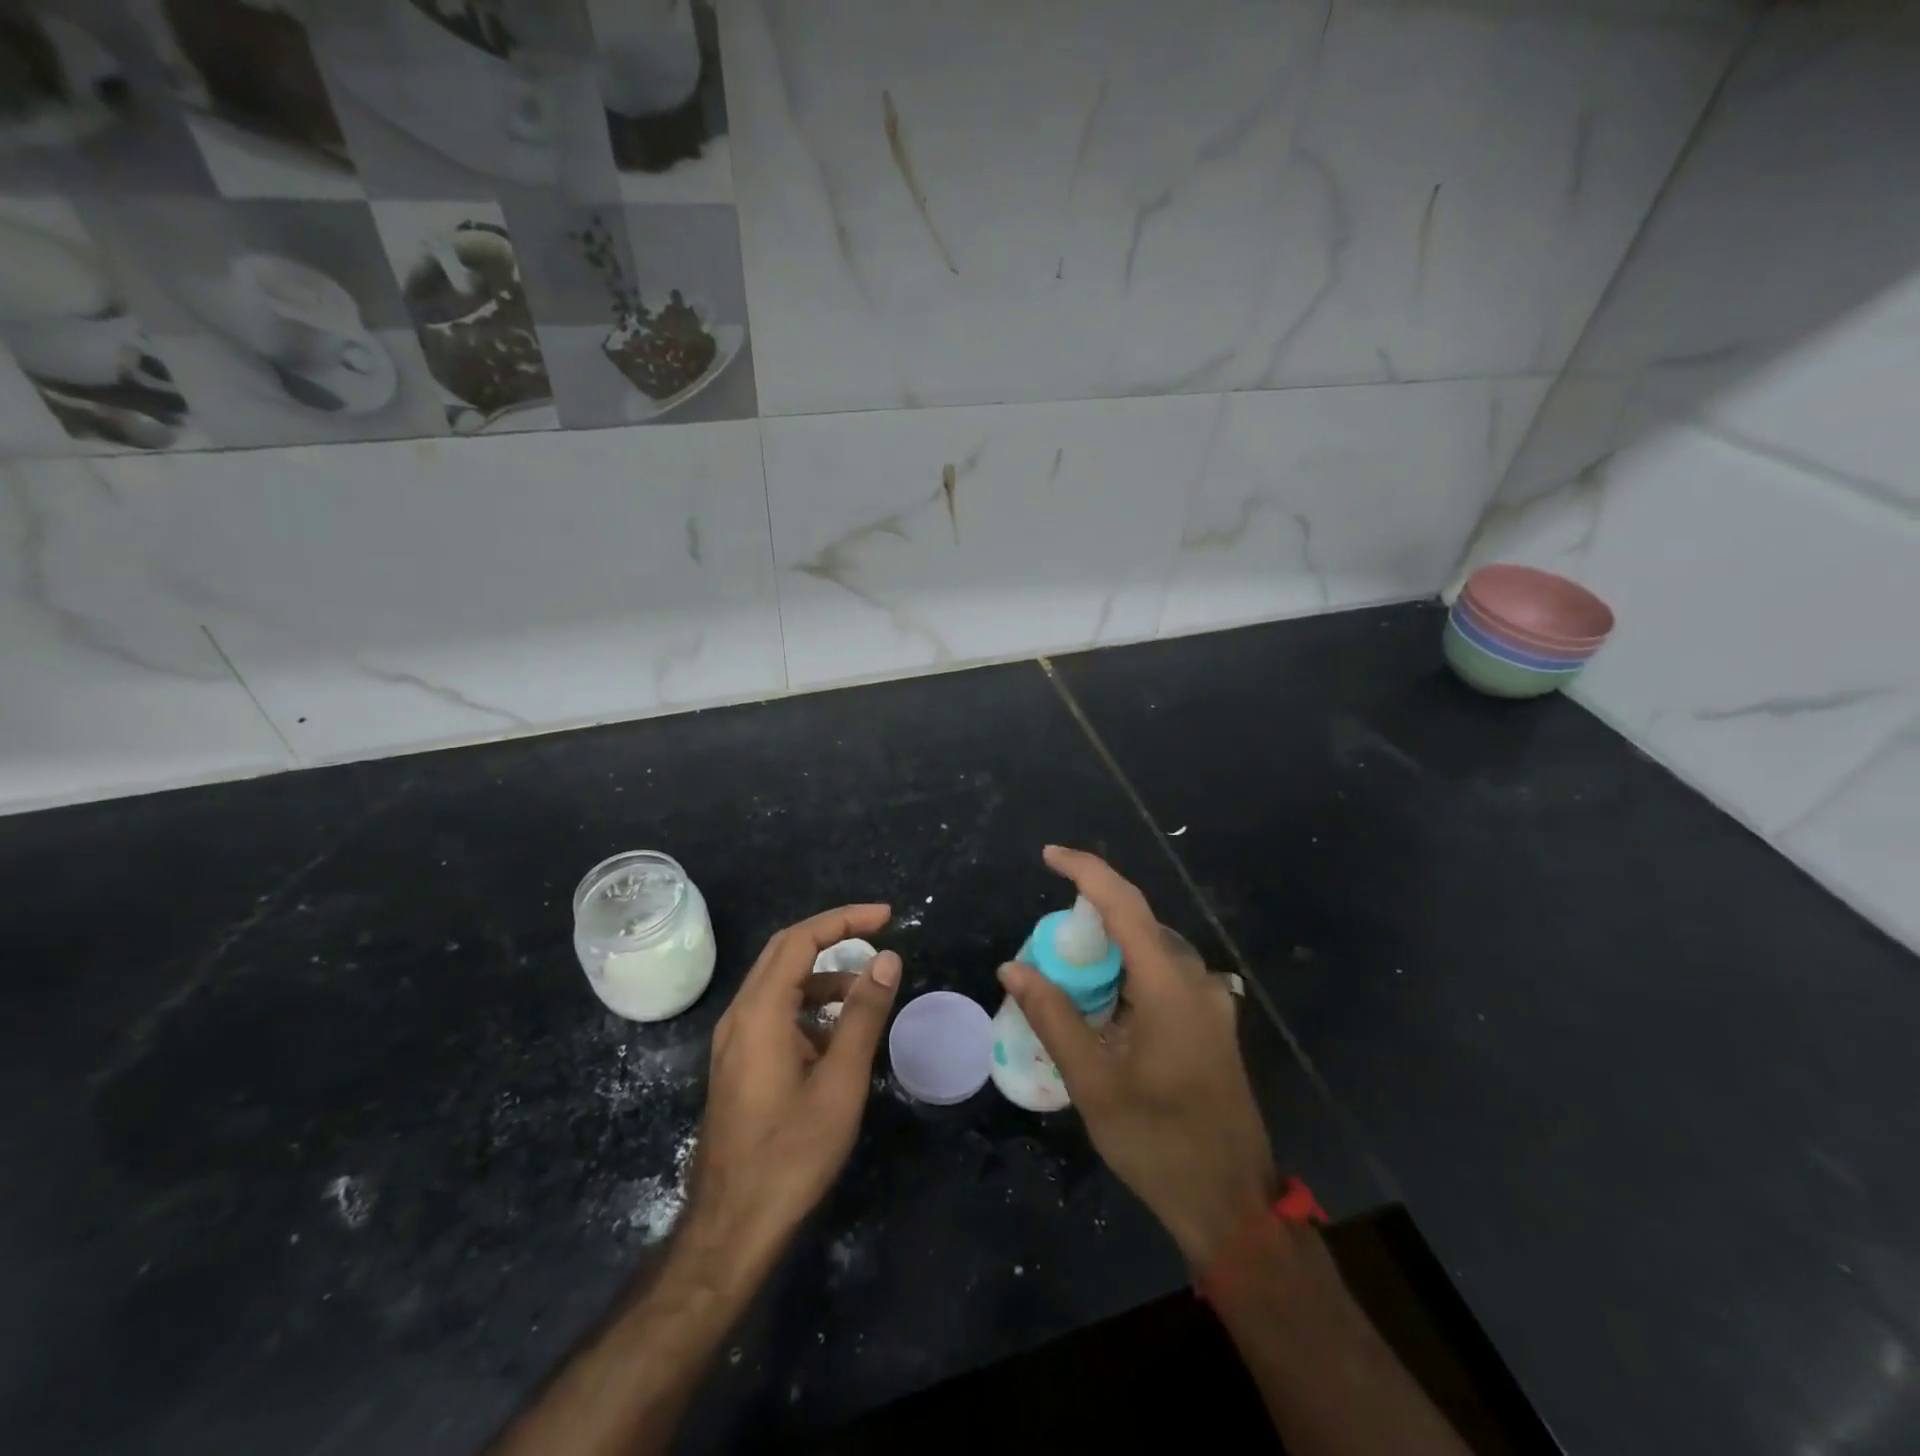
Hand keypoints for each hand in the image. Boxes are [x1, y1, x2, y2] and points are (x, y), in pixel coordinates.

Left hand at [684, 905, 901, 1273]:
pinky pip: (775, 1012)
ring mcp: (734, 1040)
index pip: (801, 939)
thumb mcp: (840, 1082)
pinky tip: (837, 1035)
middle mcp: (740, 1015)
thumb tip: (888, 959)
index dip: (844, 919)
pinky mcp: (738, 1062)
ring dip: (823, 975)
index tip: (886, 917)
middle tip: (879, 932)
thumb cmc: (791, 1153)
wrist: (732, 1227)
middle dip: (833, 934)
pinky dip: (809, 1006)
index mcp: (760, 1012)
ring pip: (780, 982)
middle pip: (785, 951)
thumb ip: (863, 1015)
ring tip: (867, 993)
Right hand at [998, 847, 1275, 1269]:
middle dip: (1090, 920)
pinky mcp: (1212, 1022)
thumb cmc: (1158, 1144)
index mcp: (1170, 987)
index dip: (1086, 871)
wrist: (1232, 1205)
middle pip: (1139, 924)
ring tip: (1067, 976)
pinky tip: (1104, 1005)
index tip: (1049, 856)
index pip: (1125, 905)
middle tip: (1046, 946)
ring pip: (1152, 950)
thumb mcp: (1094, 1083)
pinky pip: (1165, 976)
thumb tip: (1012, 968)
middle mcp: (1197, 981)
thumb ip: (1053, 1017)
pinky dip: (1129, 974)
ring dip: (1110, 950)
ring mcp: (1211, 1002)